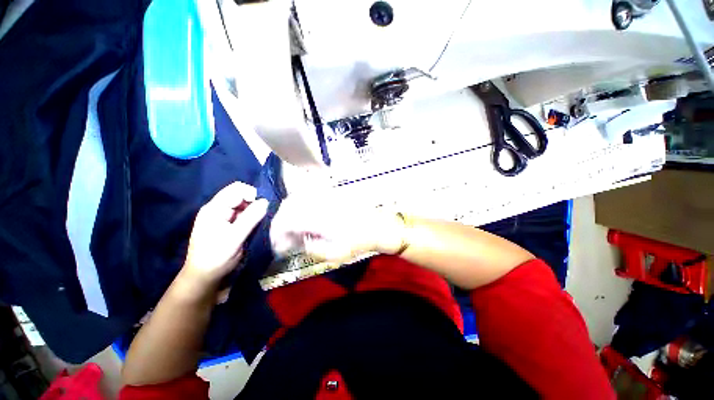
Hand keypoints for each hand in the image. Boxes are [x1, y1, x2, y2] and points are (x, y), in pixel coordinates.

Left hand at [182, 182, 268, 288]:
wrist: (205, 278)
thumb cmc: (216, 257)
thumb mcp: (234, 238)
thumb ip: (250, 218)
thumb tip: (266, 201)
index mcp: (214, 209)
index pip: (236, 189)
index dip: (251, 194)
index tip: (262, 206)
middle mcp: (219, 209)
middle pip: (240, 195)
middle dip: (254, 202)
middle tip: (263, 215)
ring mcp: (224, 218)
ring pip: (244, 205)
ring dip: (255, 210)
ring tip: (261, 221)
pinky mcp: (230, 226)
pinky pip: (244, 215)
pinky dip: (253, 217)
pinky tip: (257, 225)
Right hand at [270, 194, 404, 263]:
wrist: (378, 227)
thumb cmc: (358, 242)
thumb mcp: (334, 254)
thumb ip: (311, 247)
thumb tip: (299, 240)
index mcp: (318, 217)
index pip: (287, 220)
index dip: (277, 233)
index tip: (277, 245)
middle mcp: (318, 202)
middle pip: (288, 206)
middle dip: (281, 223)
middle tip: (284, 238)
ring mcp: (325, 196)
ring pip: (297, 198)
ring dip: (289, 213)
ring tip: (293, 229)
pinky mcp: (331, 194)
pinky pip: (309, 195)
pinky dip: (300, 205)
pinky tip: (304, 217)